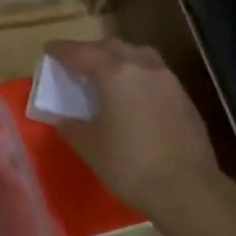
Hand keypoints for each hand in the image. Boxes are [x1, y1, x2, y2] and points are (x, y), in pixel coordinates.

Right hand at [44, 38, 230, 220]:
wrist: (186, 188)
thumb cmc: (129, 164)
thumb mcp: (90, 147)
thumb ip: (73, 126)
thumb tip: (64, 119)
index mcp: (115, 75)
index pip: (82, 53)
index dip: (62, 50)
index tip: (49, 50)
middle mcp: (143, 68)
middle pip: (113, 47)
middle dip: (92, 50)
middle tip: (76, 62)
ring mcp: (168, 81)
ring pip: (139, 55)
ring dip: (119, 58)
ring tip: (106, 73)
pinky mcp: (184, 98)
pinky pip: (155, 74)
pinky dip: (138, 75)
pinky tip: (132, 95)